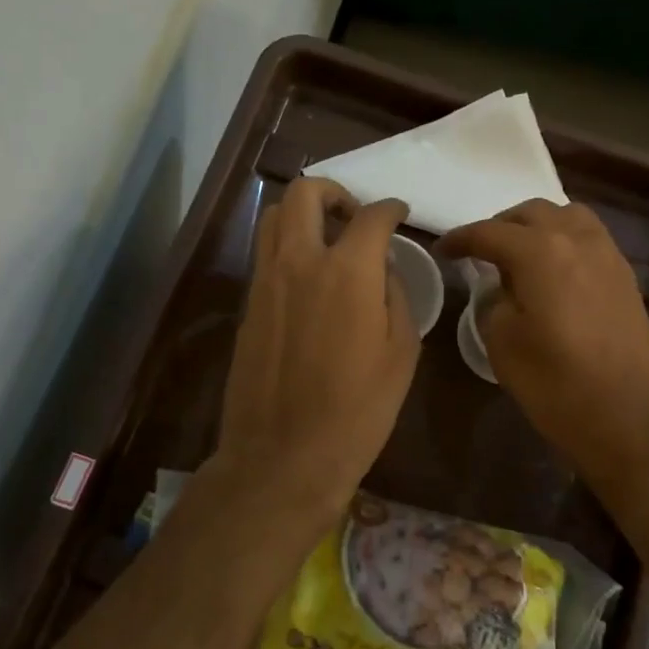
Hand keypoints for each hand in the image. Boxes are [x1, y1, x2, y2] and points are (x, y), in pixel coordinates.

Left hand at [214, 177, 419, 526]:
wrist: (285, 455)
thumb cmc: (358, 411)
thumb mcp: (401, 353)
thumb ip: (394, 296)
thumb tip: (382, 270)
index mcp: (347, 271)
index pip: (370, 216)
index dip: (390, 209)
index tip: (399, 214)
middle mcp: (299, 262)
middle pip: (305, 194)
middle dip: (334, 192)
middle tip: (353, 216)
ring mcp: (265, 282)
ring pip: (273, 218)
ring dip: (302, 214)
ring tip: (326, 240)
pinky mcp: (247, 306)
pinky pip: (264, 256)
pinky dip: (286, 248)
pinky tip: (306, 280)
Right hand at [438, 199, 648, 487]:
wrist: (630, 419)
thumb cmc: (557, 385)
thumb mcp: (503, 345)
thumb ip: (494, 303)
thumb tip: (502, 290)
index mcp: (541, 252)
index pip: (490, 232)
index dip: (461, 239)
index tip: (443, 250)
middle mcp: (577, 240)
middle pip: (532, 214)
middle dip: (500, 226)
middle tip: (480, 251)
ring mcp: (608, 256)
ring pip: (567, 217)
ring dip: (537, 227)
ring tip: (519, 255)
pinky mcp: (626, 278)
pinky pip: (589, 239)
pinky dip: (564, 242)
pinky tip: (553, 271)